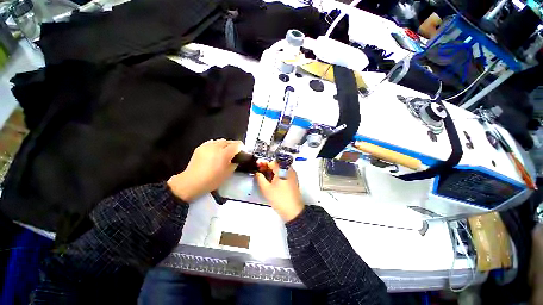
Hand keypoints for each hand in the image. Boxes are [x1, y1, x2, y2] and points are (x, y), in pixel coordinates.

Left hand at [168, 139, 241, 201]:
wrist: (192, 182)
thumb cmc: (212, 180)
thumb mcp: (228, 173)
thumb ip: (234, 163)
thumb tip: (236, 159)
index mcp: (224, 153)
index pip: (237, 145)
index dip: (241, 148)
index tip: (241, 152)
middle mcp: (216, 147)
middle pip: (229, 141)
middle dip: (233, 146)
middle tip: (233, 154)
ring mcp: (207, 146)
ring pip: (220, 141)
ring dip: (224, 145)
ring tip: (223, 153)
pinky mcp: (200, 147)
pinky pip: (212, 143)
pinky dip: (216, 146)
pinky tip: (214, 153)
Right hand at [255, 161, 304, 221]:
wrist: (293, 211)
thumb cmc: (280, 199)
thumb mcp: (266, 189)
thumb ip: (260, 178)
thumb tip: (258, 173)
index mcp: (283, 170)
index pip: (272, 162)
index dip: (263, 163)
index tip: (257, 165)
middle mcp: (289, 170)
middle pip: (277, 165)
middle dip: (267, 167)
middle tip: (260, 171)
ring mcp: (293, 175)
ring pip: (280, 169)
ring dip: (272, 171)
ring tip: (264, 176)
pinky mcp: (293, 180)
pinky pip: (284, 174)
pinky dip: (277, 175)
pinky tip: (272, 180)